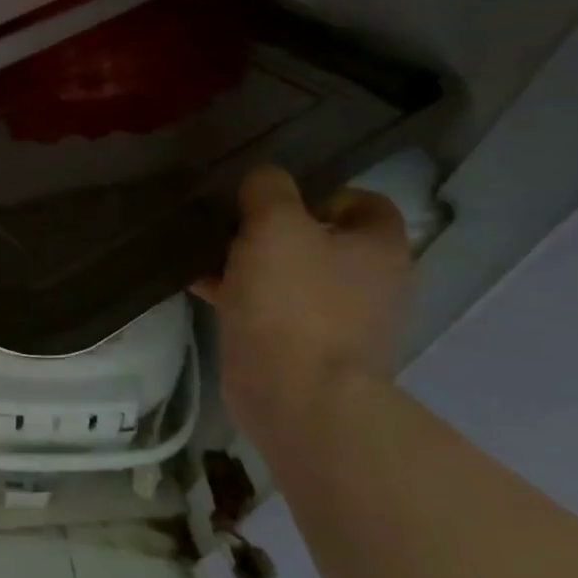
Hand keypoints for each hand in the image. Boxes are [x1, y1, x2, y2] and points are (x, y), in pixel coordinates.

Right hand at [194, 165, 410, 433]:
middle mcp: (368, 282)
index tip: (274, 200)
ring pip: (289, 274)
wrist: (296, 398)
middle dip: (274, 228)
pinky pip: (269, 307)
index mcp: (377, 248)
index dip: (321, 193)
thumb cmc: (294, 303)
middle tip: (230, 223)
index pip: (365, 203)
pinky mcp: (301, 348)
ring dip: (251, 261)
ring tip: (204, 251)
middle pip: (320, 239)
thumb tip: (264, 179)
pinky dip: (239, 294)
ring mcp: (336, 320)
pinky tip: (199, 284)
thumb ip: (269, 190)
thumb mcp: (276, 226)